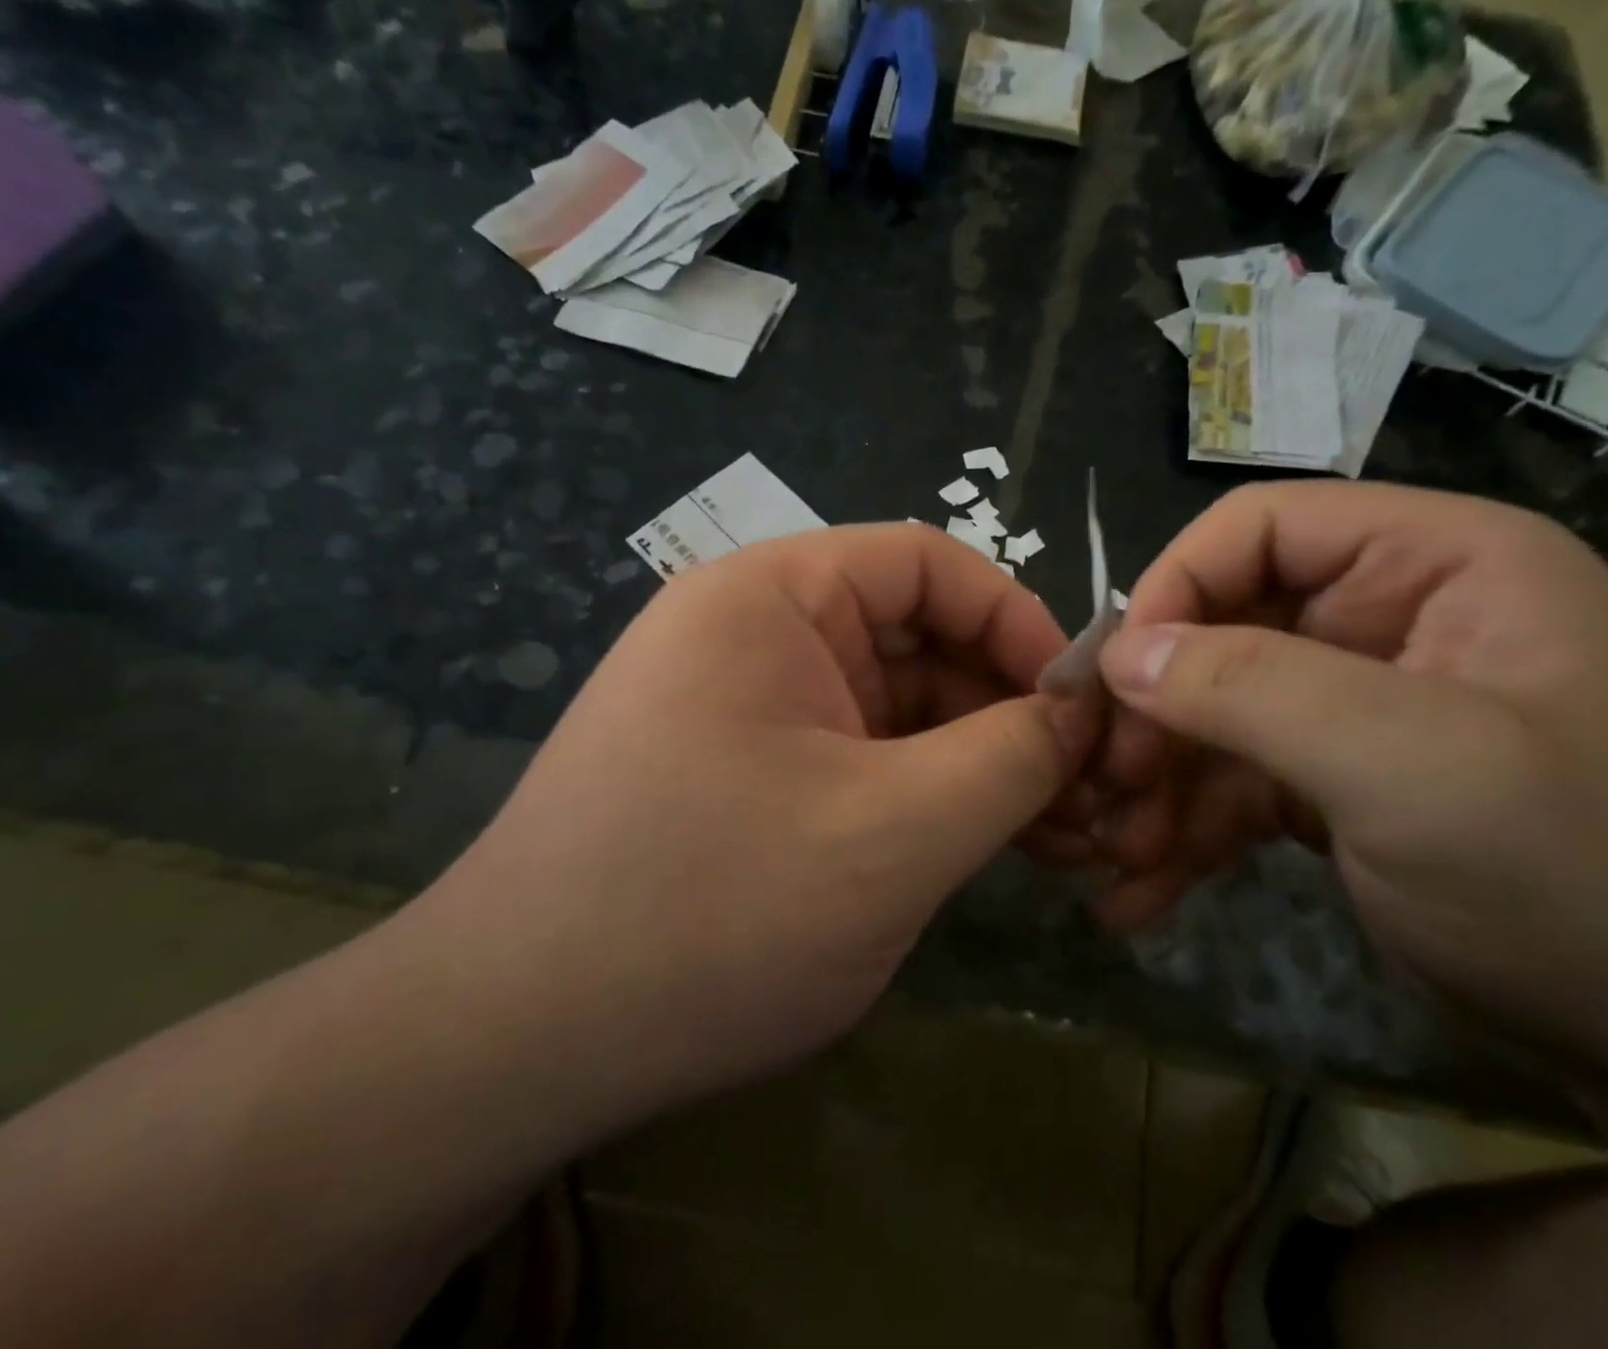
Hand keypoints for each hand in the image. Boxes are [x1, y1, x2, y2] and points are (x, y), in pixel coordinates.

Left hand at [407, 523, 1092, 1139]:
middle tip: (1090, 793)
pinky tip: (983, 848)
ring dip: (976, 761)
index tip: (1081, 704)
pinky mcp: (749, 772)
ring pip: (896, 706)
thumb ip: (1010, 757)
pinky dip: (927, 794)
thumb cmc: (710, 914)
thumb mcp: (895, 832)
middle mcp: (754, 632)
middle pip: (916, 637)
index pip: (927, 564)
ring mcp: (750, 705)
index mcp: (771, 596)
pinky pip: (861, 756)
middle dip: (1006, 707)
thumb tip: (1083, 711)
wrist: (517, 1042)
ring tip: (1059, 836)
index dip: (1017, 621)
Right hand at [1080, 482, 1607, 1073]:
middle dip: (1153, 709)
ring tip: (1111, 854)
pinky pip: (1237, 784)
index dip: (1173, 586)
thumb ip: (1253, 688)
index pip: (1260, 529)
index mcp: (1434, 563)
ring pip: (1217, 714)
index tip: (1114, 676)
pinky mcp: (1338, 784)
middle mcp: (1390, 619)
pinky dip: (1186, 831)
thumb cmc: (1587, 882)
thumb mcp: (1414, 769)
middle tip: (1099, 783)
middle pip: (1223, 627)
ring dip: (1157, 783)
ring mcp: (1359, 707)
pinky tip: (1138, 890)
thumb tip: (1121, 652)